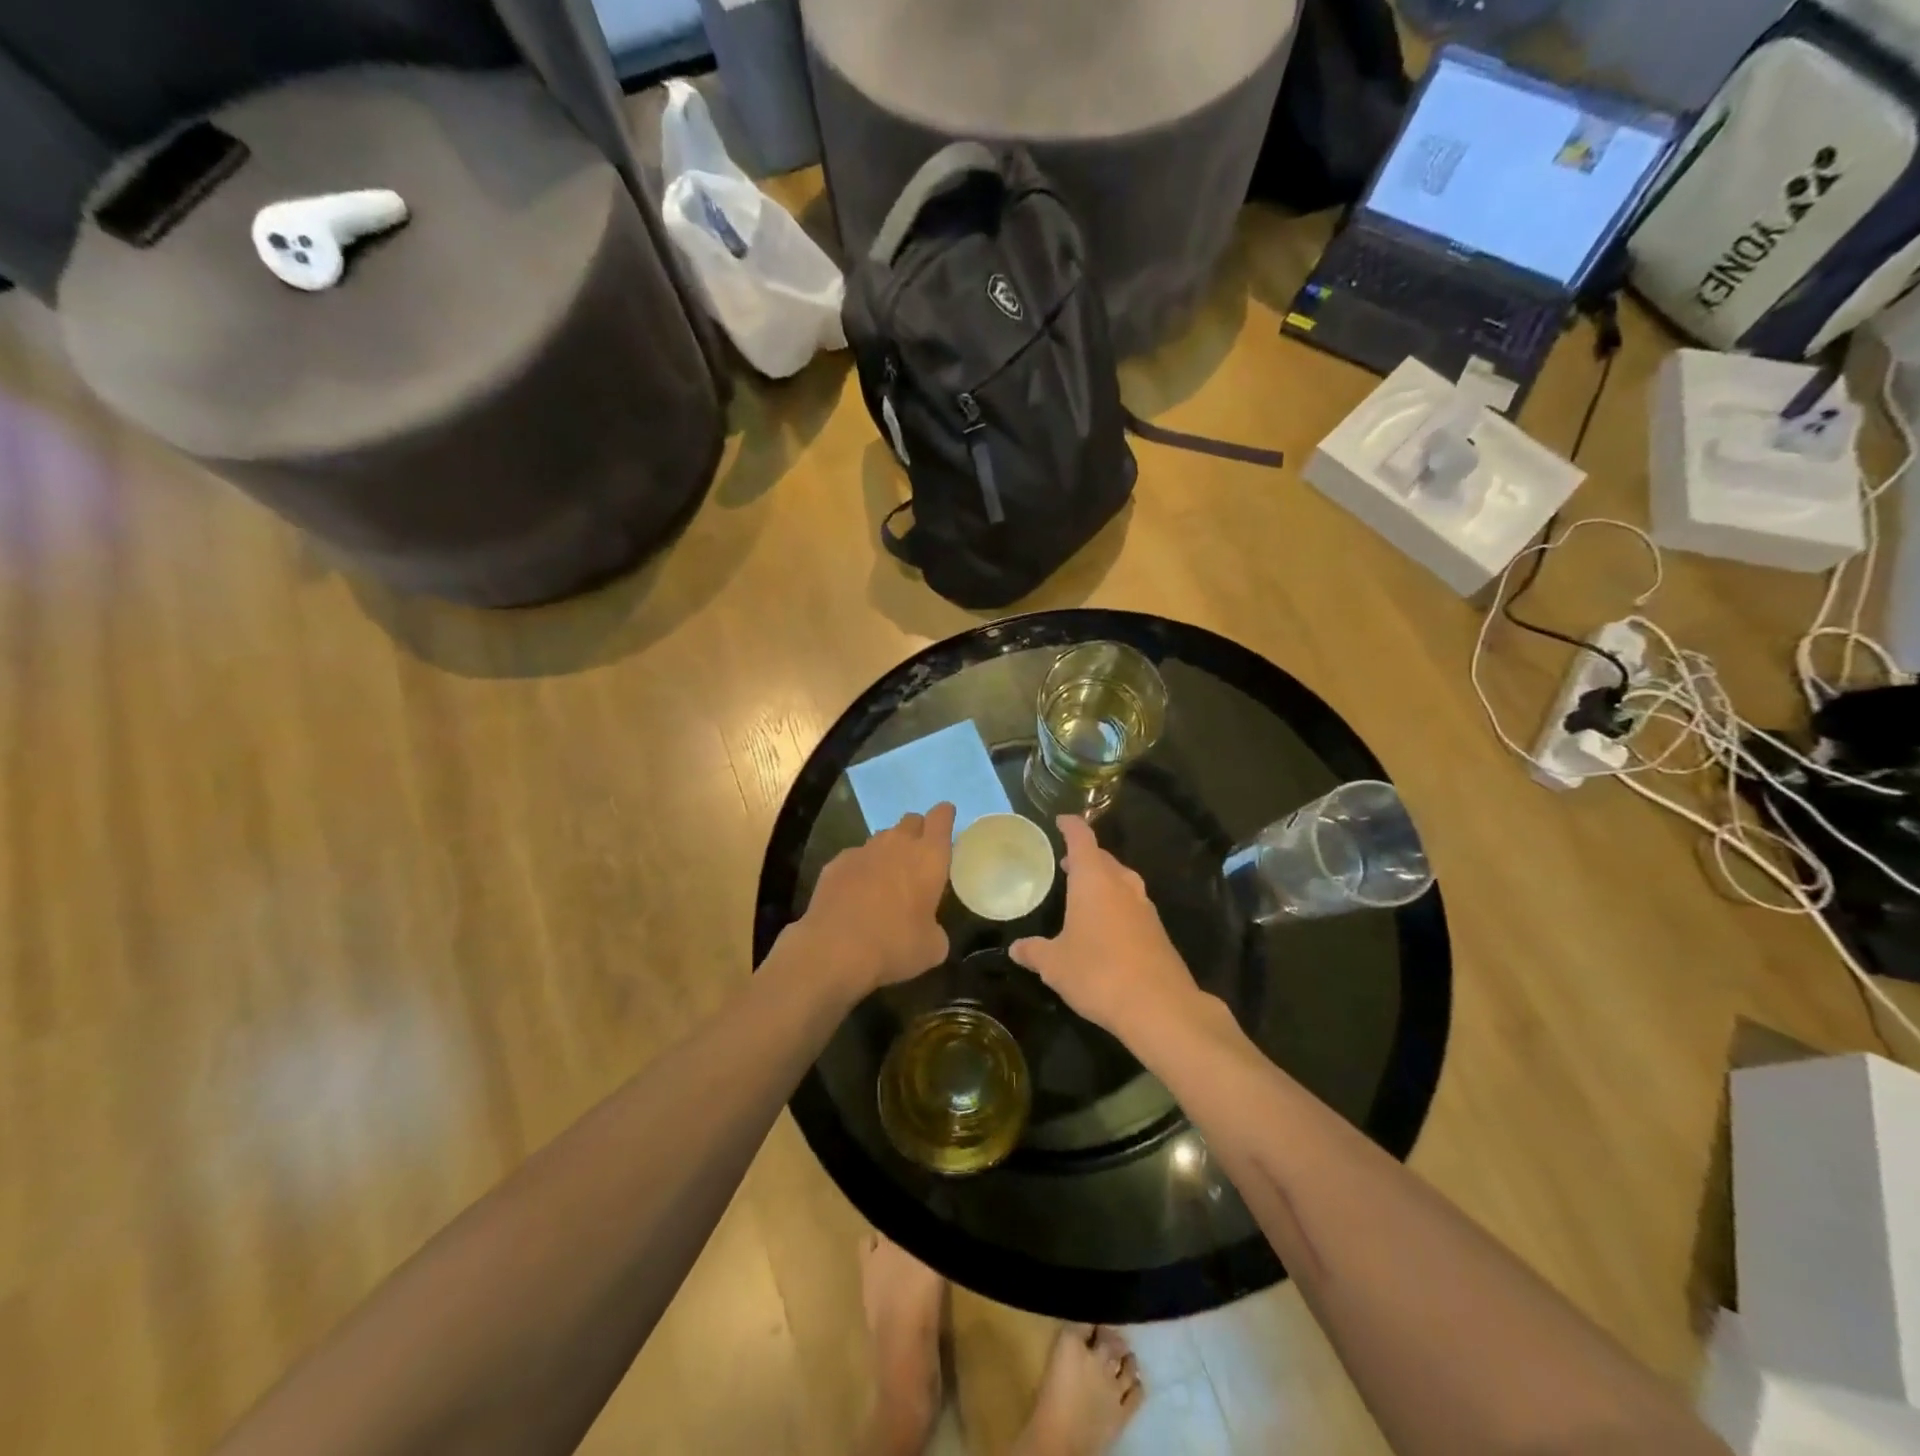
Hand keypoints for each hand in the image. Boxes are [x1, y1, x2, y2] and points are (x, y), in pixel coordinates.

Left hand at [797, 803, 955, 992]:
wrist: (835, 949)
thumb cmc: (895, 945)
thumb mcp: (932, 948)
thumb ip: (935, 928)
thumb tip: (928, 929)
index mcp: (929, 857)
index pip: (941, 818)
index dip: (945, 816)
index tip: (946, 819)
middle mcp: (897, 843)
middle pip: (911, 821)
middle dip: (917, 832)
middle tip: (918, 857)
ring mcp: (863, 850)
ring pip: (882, 838)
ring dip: (888, 851)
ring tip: (886, 878)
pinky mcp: (836, 862)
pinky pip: (855, 857)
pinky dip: (860, 869)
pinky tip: (856, 893)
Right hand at [1010, 816, 1204, 1043]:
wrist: (1160, 1007)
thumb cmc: (1097, 973)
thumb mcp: (1054, 965)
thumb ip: (1034, 952)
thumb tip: (1016, 948)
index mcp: (1094, 880)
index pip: (1082, 838)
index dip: (1070, 826)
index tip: (1060, 820)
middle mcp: (1122, 885)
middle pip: (1104, 858)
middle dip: (1086, 857)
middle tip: (1066, 864)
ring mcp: (1145, 907)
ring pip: (1122, 881)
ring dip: (1104, 880)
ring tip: (1086, 893)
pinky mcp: (1158, 931)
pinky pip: (1133, 906)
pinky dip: (1118, 906)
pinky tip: (1107, 927)